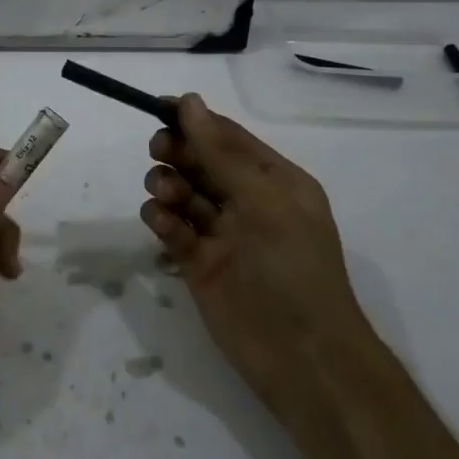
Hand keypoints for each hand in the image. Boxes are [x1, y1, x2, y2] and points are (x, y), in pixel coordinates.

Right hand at [139, 94, 361, 400]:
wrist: (301, 356)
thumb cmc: (293, 269)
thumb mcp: (264, 201)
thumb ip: (221, 153)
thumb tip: (189, 101)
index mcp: (275, 181)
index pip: (228, 138)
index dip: (194, 120)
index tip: (158, 108)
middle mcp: (247, 202)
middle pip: (200, 162)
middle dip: (177, 152)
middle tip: (160, 151)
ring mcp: (221, 234)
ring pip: (182, 193)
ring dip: (168, 185)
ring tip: (166, 195)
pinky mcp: (197, 263)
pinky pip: (172, 228)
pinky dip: (162, 220)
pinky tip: (163, 223)